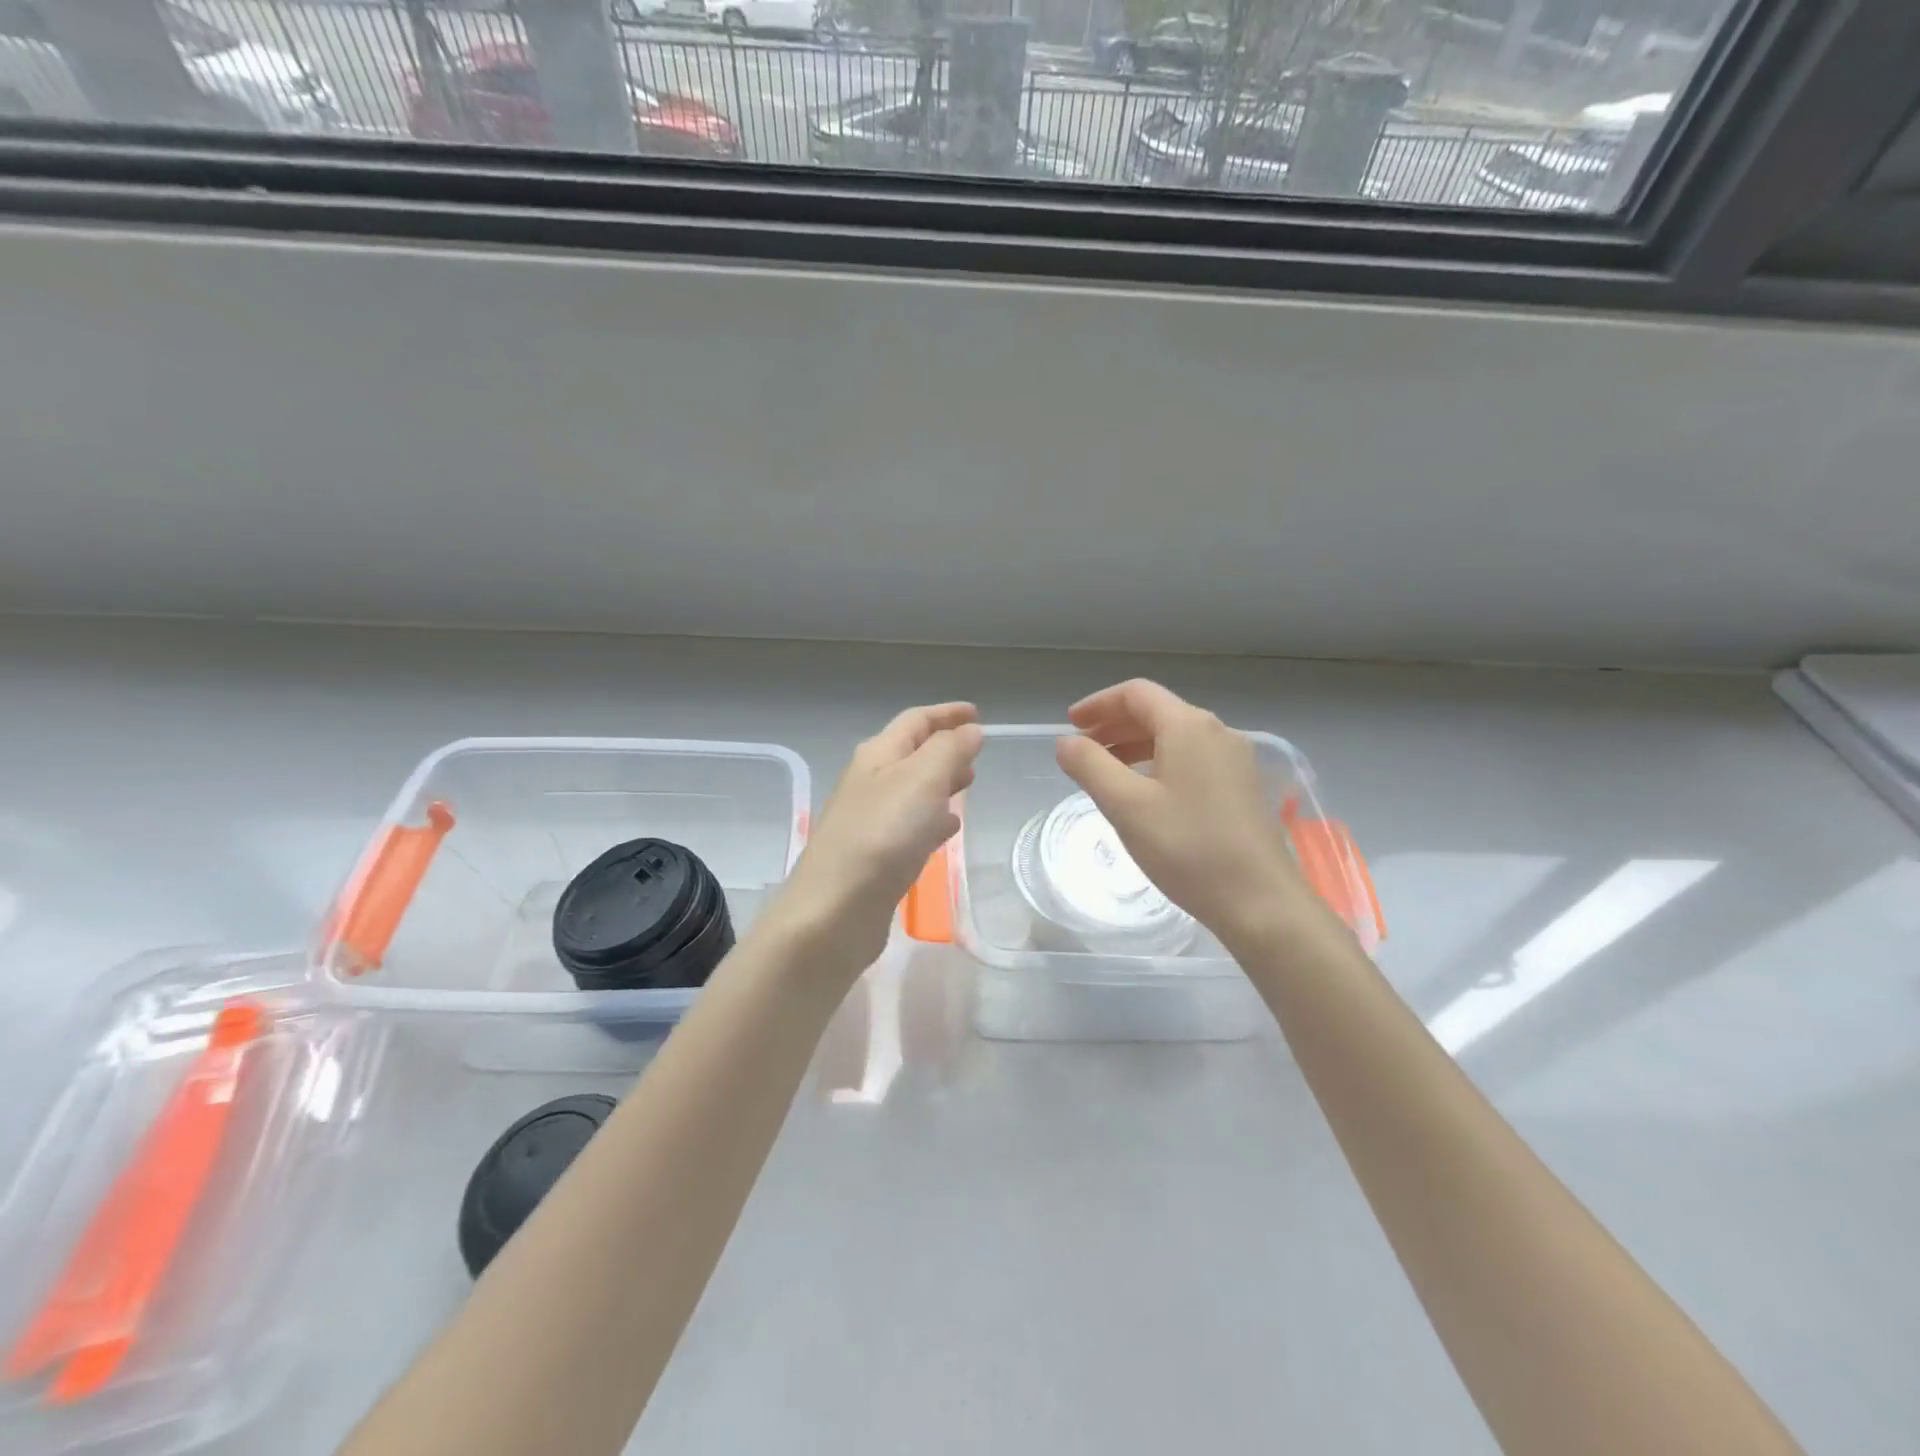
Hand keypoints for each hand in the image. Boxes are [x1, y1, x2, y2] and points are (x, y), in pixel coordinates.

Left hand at [765, 702, 982, 975]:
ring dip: (940, 782)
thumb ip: (949, 751)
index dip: (946, 713)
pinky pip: (910, 825)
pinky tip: (948, 830)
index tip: (977, 713)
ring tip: (969, 785)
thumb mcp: (922, 780)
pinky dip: (932, 819)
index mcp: (878, 755)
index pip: (915, 721)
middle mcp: (870, 782)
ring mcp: (870, 820)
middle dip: (945, 748)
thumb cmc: (882, 835)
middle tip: (977, 754)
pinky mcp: (876, 856)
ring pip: (912, 790)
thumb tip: (970, 730)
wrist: (835, 909)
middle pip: (911, 753)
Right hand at [1055, 679, 1329, 949]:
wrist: (1260, 901)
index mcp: (1189, 726)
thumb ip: (1090, 766)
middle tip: (1082, 748)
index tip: (1070, 724)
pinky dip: (1159, 763)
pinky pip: (1192, 758)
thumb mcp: (1126, 806)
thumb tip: (1065, 742)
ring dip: (1136, 745)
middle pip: (1158, 712)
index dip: (1098, 704)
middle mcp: (1217, 732)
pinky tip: (1145, 793)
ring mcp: (1235, 760)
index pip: (1136, 694)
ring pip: (1176, 737)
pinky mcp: (1243, 787)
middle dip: (1115, 724)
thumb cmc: (1187, 848)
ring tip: (1106, 771)